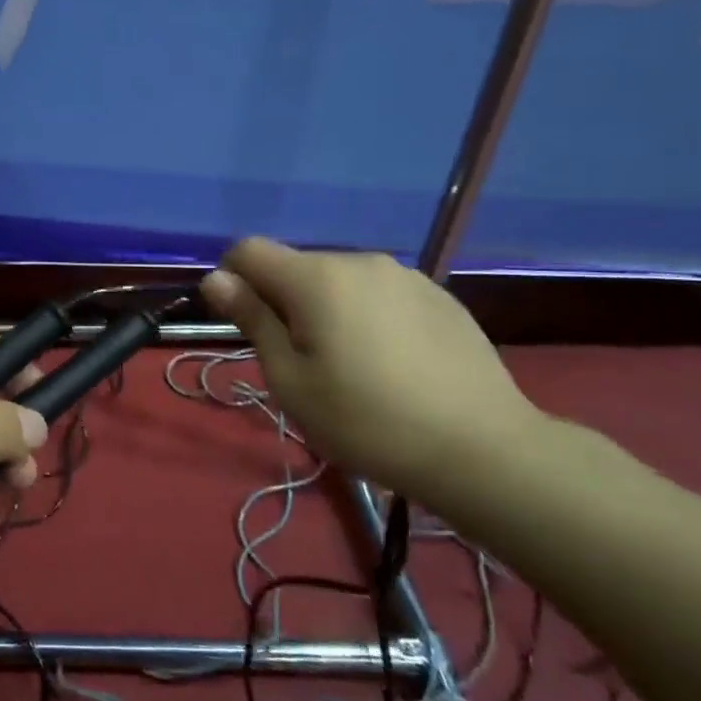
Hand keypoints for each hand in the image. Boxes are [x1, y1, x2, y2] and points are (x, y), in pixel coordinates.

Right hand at [199, 237, 547, 502]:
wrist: (483, 450)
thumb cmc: (367, 421)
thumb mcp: (290, 380)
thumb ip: (252, 320)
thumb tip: (216, 278)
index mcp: (316, 278)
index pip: (249, 250)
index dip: (233, 279)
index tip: (245, 325)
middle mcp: (359, 261)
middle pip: (296, 267)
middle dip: (283, 301)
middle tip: (301, 362)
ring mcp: (405, 275)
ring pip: (339, 281)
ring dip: (326, 309)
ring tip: (351, 365)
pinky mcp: (439, 295)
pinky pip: (380, 293)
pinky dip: (367, 315)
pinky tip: (392, 363)